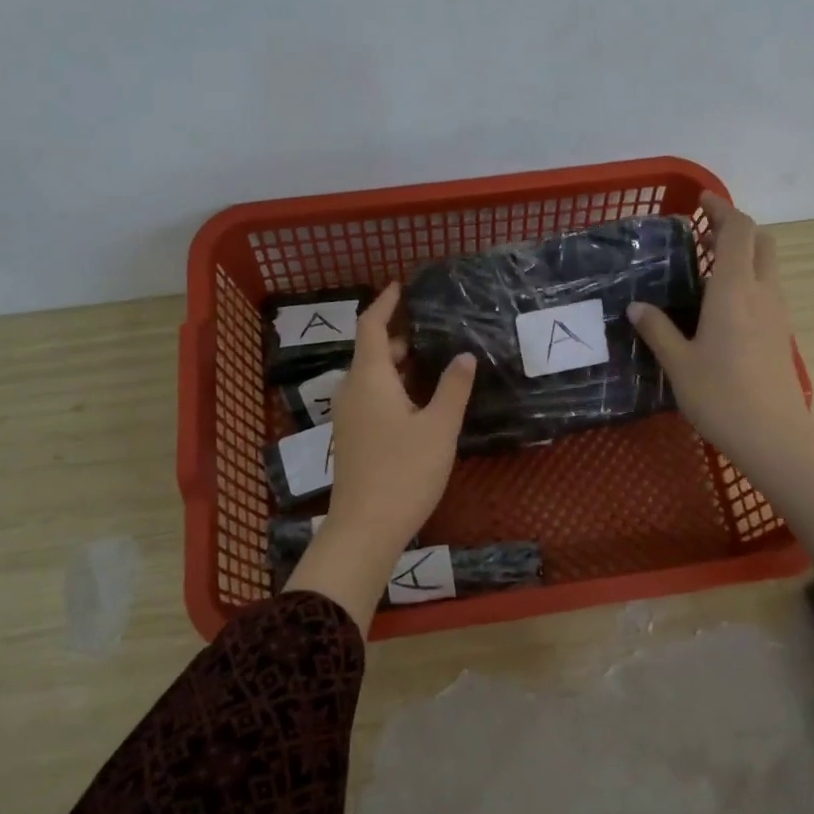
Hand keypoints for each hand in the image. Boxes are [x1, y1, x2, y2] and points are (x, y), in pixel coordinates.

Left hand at [285, 283, 475, 632]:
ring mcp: (347, 417)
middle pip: (371, 352)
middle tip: (432, 332)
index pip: (371, 326)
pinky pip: (369, 399)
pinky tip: (417, 404)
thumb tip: (465, 356)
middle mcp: (351, 391)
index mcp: (369, 378)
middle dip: (399, 339)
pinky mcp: (351, 439)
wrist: (365, 527)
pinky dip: (391, 389)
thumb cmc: (405, 471)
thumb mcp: (439, 427)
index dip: (384, 303)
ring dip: (396, 366)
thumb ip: (453, 388)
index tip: (400, 287)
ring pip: (370, 378)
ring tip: (431, 365)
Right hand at [627, 193, 808, 480]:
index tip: (701, 202)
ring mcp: (777, 313)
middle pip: (761, 241)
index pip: (737, 231)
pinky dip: (748, 278)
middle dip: (735, 227)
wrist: (773, 435)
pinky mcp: (781, 332)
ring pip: (768, 265)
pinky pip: (768, 289)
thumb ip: (657, 330)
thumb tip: (637, 307)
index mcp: (734, 291)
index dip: (722, 209)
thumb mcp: (678, 363)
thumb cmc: (720, 396)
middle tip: (702, 234)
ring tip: (707, 266)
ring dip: (743, 253)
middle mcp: (762, 292)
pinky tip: (721, 303)